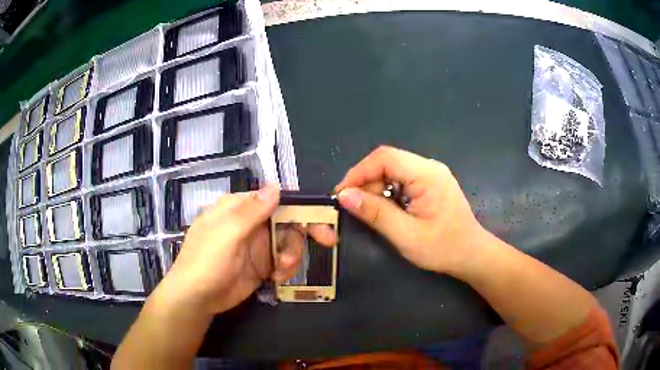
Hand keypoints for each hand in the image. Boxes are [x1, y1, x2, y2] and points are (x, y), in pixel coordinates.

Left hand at [152, 185, 336, 314]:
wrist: (197, 298)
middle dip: (304, 232)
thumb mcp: (227, 232)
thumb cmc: (207, 261)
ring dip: (293, 255)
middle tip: (328, 241)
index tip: (322, 217)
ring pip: (288, 242)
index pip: (275, 199)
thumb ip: (252, 210)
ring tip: (283, 270)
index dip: (300, 206)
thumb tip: (276, 186)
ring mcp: (256, 246)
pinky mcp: (260, 266)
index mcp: (239, 208)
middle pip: (287, 220)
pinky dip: (286, 268)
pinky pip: (283, 261)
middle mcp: (250, 223)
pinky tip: (277, 278)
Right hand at [335, 146, 485, 274]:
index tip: (341, 193)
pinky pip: (401, 179)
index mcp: (428, 174)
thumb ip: (376, 214)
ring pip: (392, 170)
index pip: (385, 158)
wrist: (472, 255)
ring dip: (375, 187)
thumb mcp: (406, 235)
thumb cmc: (443, 248)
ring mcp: (431, 174)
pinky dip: (387, 192)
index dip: (359, 172)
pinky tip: (385, 209)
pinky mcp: (430, 183)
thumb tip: (344, 196)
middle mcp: (430, 167)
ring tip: (368, 210)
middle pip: (388, 162)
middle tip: (352, 206)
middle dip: (366, 181)